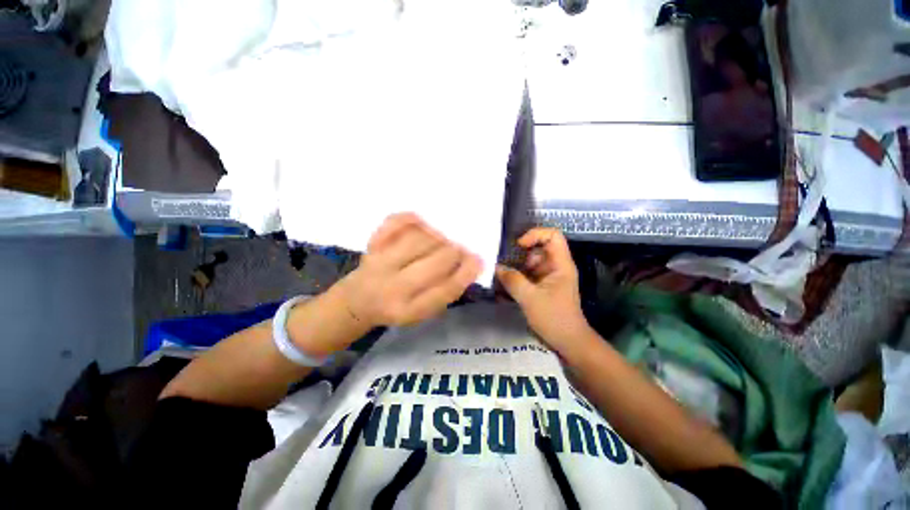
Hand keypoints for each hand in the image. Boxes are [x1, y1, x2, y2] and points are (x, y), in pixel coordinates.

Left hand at [338, 213, 481, 327]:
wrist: (356, 301)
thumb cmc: (396, 307)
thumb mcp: (421, 312)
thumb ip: (444, 291)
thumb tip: (469, 263)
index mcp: (409, 310)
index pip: (445, 290)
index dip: (466, 272)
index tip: (478, 260)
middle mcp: (393, 288)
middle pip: (435, 262)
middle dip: (454, 252)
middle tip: (459, 249)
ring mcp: (379, 263)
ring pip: (419, 240)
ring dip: (438, 237)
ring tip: (442, 240)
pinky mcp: (371, 245)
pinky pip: (394, 223)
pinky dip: (412, 218)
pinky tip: (422, 223)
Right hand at [496, 228, 590, 353]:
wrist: (568, 342)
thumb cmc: (553, 318)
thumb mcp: (530, 298)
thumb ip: (512, 280)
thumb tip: (496, 267)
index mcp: (560, 264)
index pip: (553, 236)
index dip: (535, 234)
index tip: (518, 245)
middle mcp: (555, 267)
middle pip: (538, 248)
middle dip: (520, 254)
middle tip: (503, 262)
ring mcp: (548, 277)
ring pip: (530, 262)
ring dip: (516, 267)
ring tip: (500, 275)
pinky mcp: (542, 286)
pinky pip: (527, 275)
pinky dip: (516, 277)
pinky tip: (504, 285)